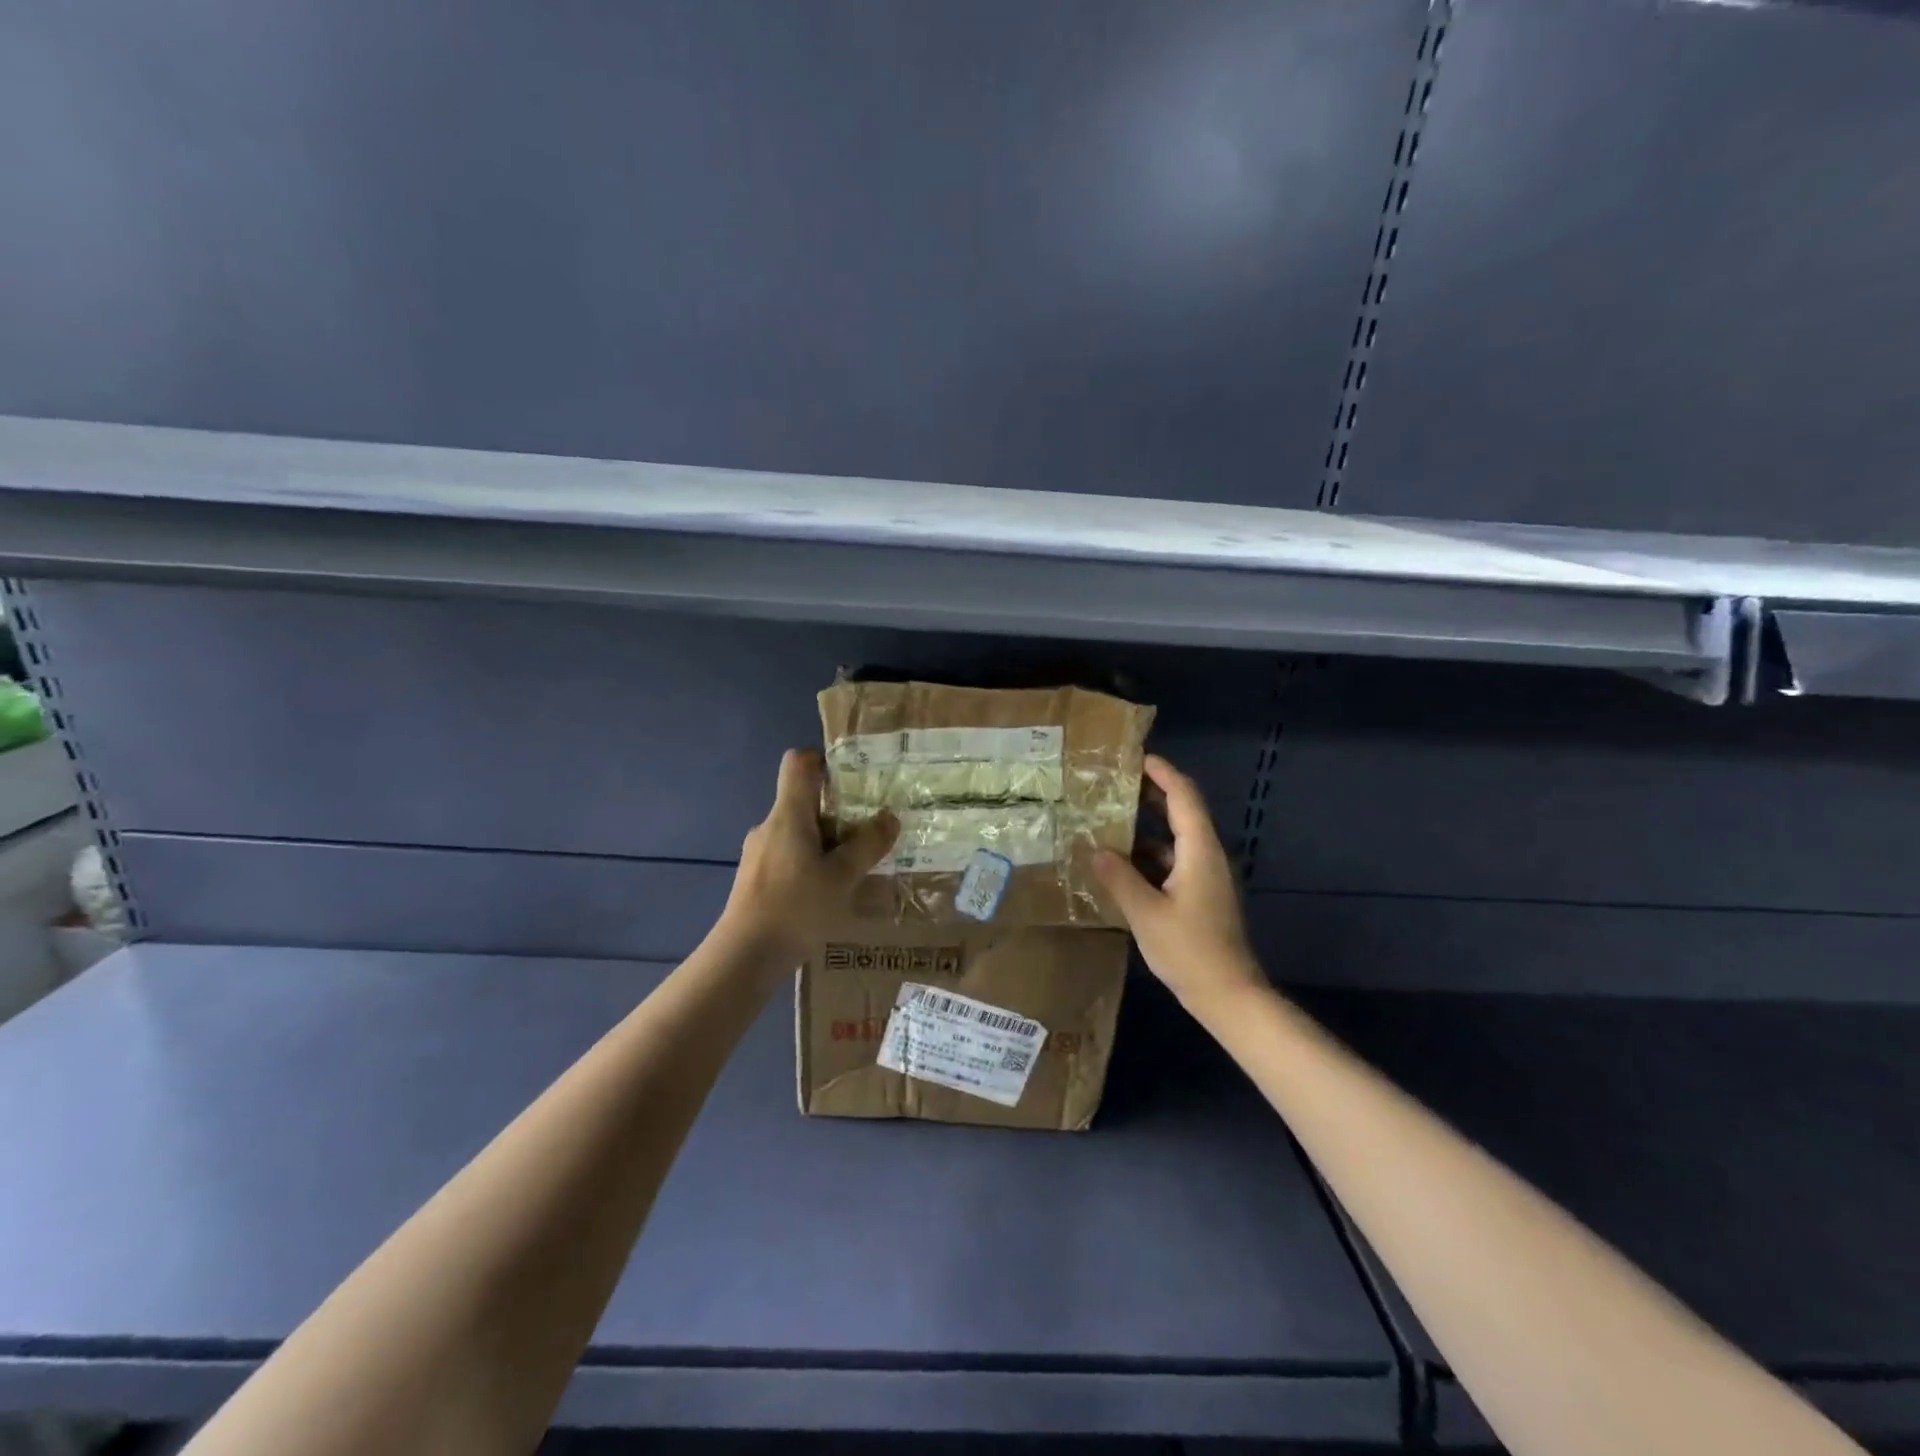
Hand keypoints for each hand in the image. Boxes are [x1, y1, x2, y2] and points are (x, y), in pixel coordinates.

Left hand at [718, 749, 897, 959]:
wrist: (744, 957)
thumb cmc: (795, 908)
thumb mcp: (842, 877)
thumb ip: (867, 845)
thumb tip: (889, 818)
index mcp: (788, 814)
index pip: (798, 762)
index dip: (824, 761)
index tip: (852, 781)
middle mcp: (769, 826)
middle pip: (804, 801)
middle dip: (838, 813)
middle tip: (868, 833)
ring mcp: (759, 853)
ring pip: (798, 832)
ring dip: (827, 843)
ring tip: (854, 869)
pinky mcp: (756, 878)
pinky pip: (789, 856)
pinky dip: (811, 864)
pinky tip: (828, 893)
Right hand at [1094, 755, 1263, 1014]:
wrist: (1229, 996)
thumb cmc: (1190, 951)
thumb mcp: (1146, 914)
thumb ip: (1120, 878)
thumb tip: (1096, 849)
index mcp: (1199, 851)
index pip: (1183, 796)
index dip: (1162, 772)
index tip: (1136, 757)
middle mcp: (1207, 856)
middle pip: (1182, 812)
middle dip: (1151, 794)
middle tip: (1114, 785)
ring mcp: (1207, 877)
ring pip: (1176, 839)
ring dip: (1147, 827)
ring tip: (1110, 820)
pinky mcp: (1202, 895)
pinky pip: (1174, 861)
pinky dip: (1150, 855)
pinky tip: (1122, 865)